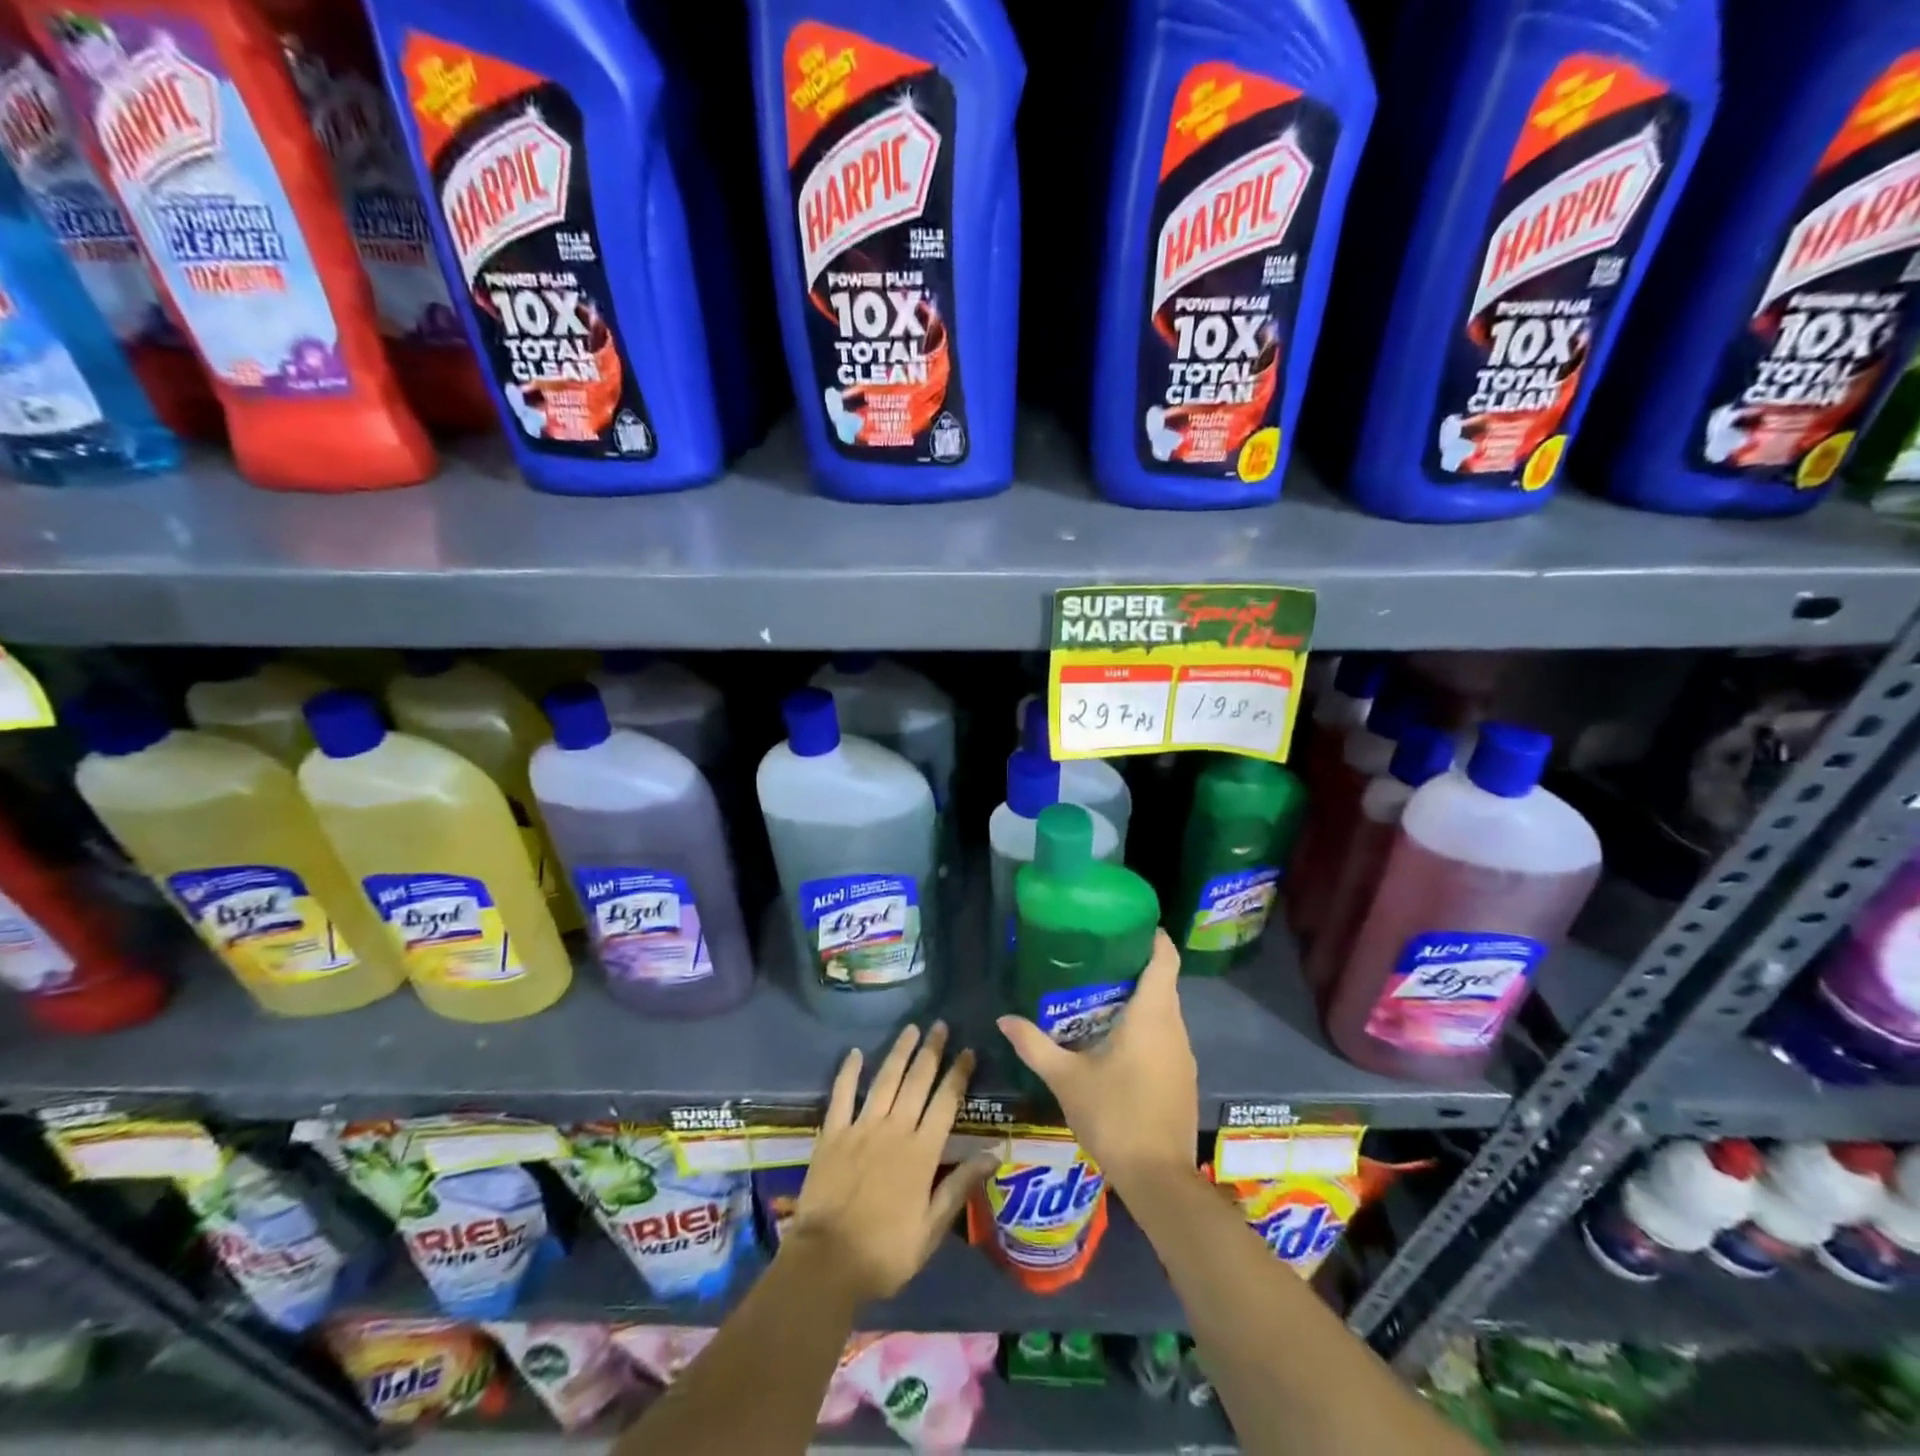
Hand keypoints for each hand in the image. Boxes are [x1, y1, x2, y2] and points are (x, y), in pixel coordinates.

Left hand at [783, 1022, 997, 1305]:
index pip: (946, 1102)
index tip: (968, 1050)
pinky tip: (856, 1053)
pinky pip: (842, 1095)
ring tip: (911, 1028)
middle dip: (931, 1051)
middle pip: (917, 1081)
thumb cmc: (885, 1252)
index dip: (958, 1074)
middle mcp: (894, 1129)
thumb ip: (960, 1186)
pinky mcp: (833, 1134)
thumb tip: (995, 1154)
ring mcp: (861, 1128)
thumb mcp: (931, 1228)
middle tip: (940, 1025)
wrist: (827, 1262)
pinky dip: (849, 1072)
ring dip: (899, 1052)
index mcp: (921, 1152)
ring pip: (885, 1080)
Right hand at [997, 929, 1197, 1192]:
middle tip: (1096, 958)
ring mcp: (1184, 1055)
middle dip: (1135, 967)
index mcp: (1152, 1016)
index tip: (1129, 923)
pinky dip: (1146, 1028)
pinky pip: (1166, 1037)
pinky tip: (1116, 1040)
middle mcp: (1175, 1028)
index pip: (1165, 959)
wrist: (1159, 1179)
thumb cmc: (1115, 1116)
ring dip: (1140, 1000)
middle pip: (1163, 983)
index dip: (1153, 937)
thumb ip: (1034, 1045)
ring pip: (1165, 1012)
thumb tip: (1004, 1019)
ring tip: (1100, 994)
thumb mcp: (1066, 1079)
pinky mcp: (1184, 1078)